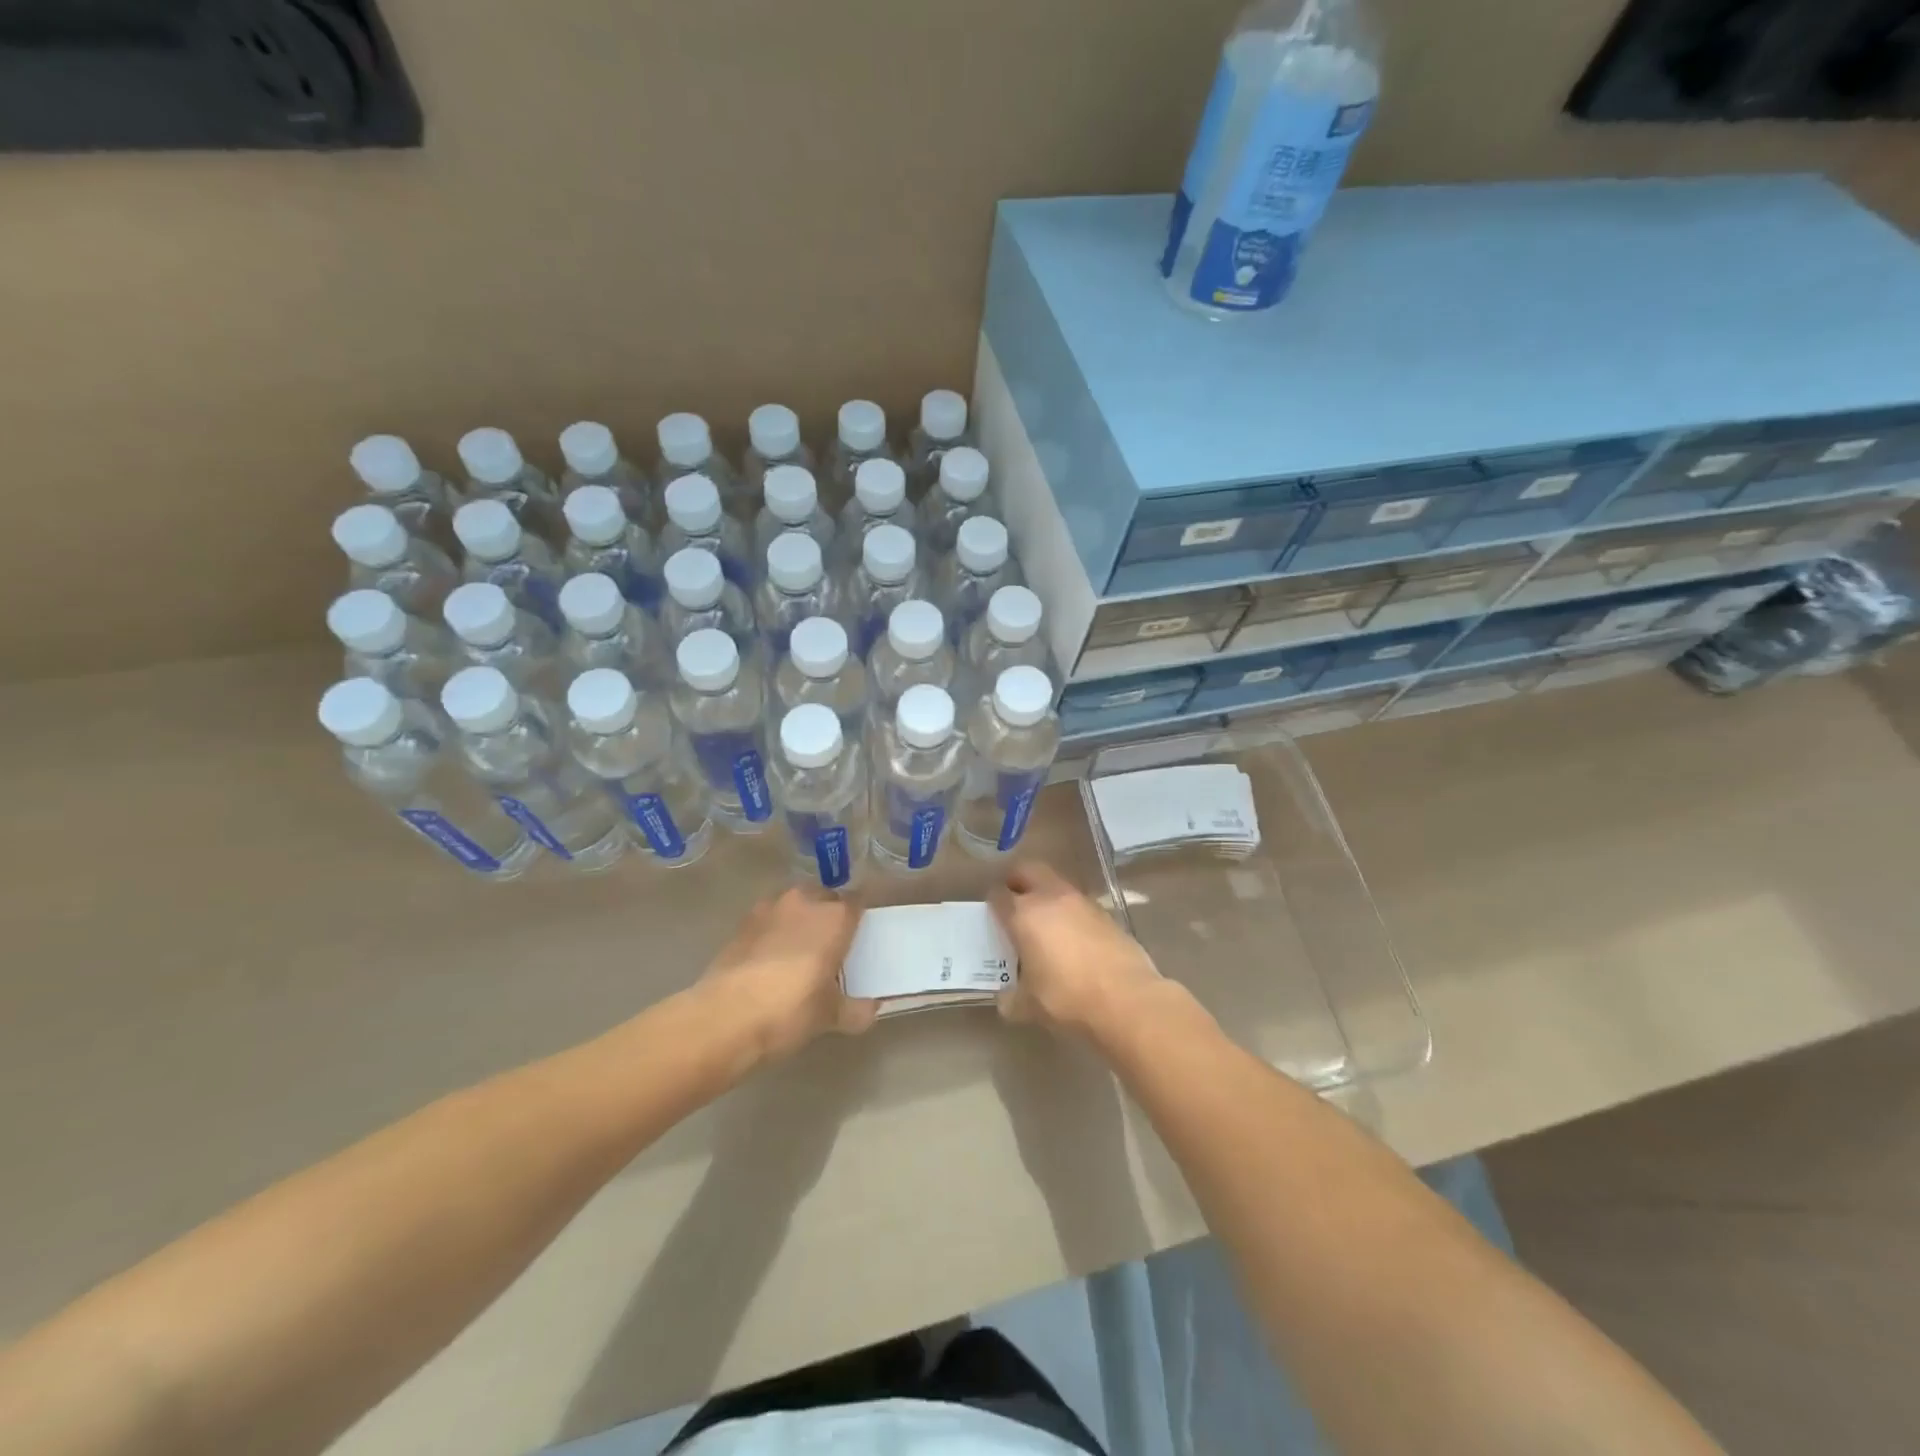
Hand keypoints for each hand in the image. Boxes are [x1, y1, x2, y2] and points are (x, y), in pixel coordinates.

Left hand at [703, 887, 877, 1059]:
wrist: (724, 1017)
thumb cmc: (790, 1010)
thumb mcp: (829, 1016)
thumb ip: (856, 1010)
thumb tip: (871, 1008)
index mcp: (835, 917)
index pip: (858, 902)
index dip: (861, 916)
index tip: (862, 934)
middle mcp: (805, 902)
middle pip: (825, 898)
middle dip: (830, 914)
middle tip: (832, 945)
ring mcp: (770, 908)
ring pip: (795, 904)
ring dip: (800, 919)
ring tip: (799, 949)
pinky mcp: (742, 923)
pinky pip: (769, 919)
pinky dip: (775, 931)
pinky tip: (771, 958)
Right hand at [989, 862, 1163, 1037]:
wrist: (1127, 1000)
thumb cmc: (1068, 999)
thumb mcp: (1029, 1007)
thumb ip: (1011, 998)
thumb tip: (1007, 998)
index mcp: (1024, 915)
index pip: (998, 895)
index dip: (992, 904)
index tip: (992, 918)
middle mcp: (1051, 898)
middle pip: (1027, 871)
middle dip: (1017, 881)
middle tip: (1013, 903)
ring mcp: (1082, 902)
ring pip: (1056, 884)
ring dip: (1046, 896)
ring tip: (1045, 924)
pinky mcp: (1106, 913)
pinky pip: (1079, 904)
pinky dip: (1070, 912)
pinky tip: (1073, 938)